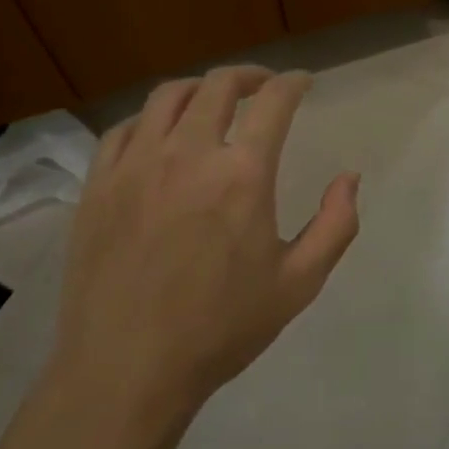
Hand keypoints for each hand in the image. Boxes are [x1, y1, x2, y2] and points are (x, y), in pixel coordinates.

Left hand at [50, 66, 359, 418]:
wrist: (126, 372)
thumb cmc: (219, 329)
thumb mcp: (298, 284)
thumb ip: (335, 225)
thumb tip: (349, 177)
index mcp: (242, 174)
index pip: (274, 101)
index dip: (293, 83)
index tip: (302, 82)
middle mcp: (188, 153)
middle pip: (219, 84)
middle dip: (249, 76)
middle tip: (263, 86)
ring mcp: (136, 165)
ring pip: (168, 96)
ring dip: (199, 88)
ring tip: (212, 101)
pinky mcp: (99, 184)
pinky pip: (124, 129)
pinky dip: (150, 119)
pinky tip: (159, 136)